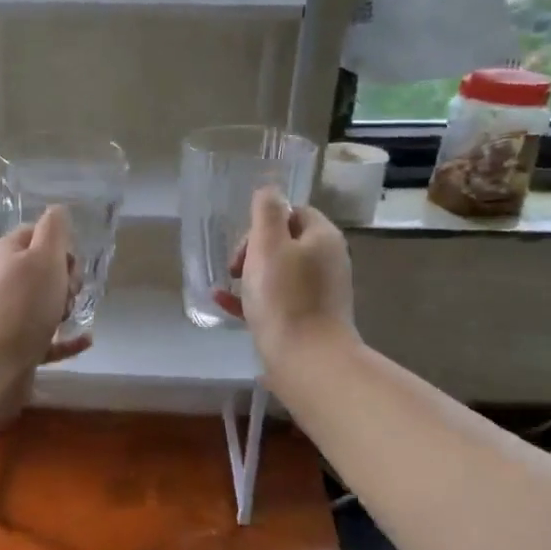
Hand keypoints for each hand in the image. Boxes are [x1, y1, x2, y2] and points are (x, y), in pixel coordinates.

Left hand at [0, 206, 92, 376]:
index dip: (60, 245)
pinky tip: (86, 339)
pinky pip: (48, 339)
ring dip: (65, 308)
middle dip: (65, 279)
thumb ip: (55, 230)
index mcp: (6, 253)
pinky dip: (67, 339)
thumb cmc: (23, 304)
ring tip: (68, 315)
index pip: (36, 234)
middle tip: (67, 292)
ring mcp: (8, 315)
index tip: (70, 263)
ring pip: (45, 304)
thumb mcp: (45, 257)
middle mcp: (3, 281)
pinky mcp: (16, 346)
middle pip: (43, 271)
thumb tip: (58, 210)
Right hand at [212, 188, 356, 369]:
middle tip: (235, 268)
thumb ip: (267, 211)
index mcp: (322, 238)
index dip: (264, 222)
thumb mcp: (269, 245)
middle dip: (254, 250)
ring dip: (249, 275)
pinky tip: (223, 304)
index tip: (245, 244)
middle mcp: (326, 261)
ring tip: (227, 286)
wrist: (306, 360)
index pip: (294, 212)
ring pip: (278, 273)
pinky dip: (251, 299)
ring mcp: (319, 293)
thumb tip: (268, 189)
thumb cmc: (284, 298)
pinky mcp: (306, 319)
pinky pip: (275, 300)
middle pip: (285, 242)